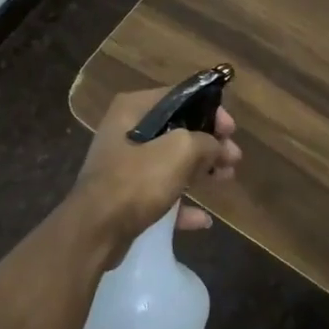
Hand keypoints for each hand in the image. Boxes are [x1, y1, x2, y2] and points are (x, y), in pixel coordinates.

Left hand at [71, 88, 241, 263]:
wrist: (95, 231)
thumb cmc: (137, 180)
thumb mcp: (180, 150)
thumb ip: (206, 142)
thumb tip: (216, 147)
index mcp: (134, 109)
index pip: (180, 97)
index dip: (210, 110)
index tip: (231, 130)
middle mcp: (126, 131)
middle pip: (178, 130)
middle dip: (209, 144)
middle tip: (233, 158)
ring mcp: (124, 165)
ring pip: (172, 162)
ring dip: (201, 170)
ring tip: (226, 179)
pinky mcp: (124, 197)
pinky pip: (161, 194)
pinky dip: (182, 204)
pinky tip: (203, 219)